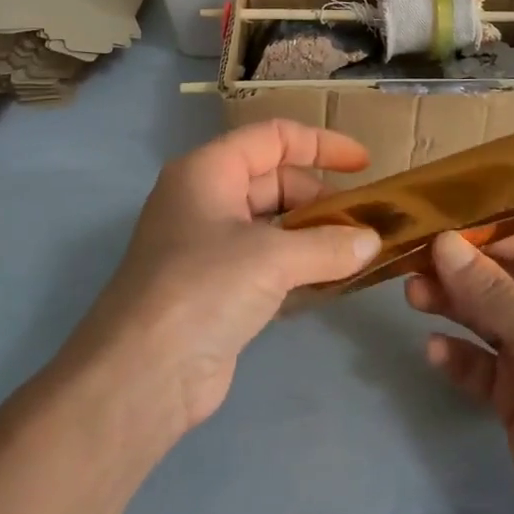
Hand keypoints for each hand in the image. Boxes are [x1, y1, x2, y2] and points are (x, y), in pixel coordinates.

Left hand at [60, 120, 378, 436]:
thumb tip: (372, 242)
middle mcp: (206, 198)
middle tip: (365, 224)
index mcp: (209, 171)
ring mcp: (208, 244)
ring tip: (358, 251)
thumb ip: (328, 245)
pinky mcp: (215, 286)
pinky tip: (332, 281)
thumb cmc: (203, 289)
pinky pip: (266, 260)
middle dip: (321, 197)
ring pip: (272, 223)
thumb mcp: (272, 259)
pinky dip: (298, 265)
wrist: (141, 375)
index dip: (322, 145)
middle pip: (275, 180)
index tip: (366, 165)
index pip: (273, 138)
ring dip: (314, 234)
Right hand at [407, 228, 513, 513]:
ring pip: (484, 317)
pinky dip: (457, 356)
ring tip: (413, 296)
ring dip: (451, 305)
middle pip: (501, 278)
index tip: (435, 221)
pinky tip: (436, 352)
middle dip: (459, 269)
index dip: (484, 232)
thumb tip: (442, 242)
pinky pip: (478, 364)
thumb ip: (492, 292)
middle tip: (413, 261)